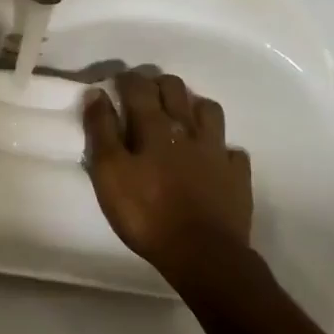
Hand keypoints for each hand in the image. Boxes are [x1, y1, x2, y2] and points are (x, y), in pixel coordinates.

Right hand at [83, 71, 254, 275]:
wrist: (202, 254)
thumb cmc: (146, 214)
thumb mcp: (109, 173)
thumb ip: (101, 131)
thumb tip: (97, 93)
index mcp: (154, 126)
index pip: (139, 87)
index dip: (126, 79)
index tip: (116, 81)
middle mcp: (188, 129)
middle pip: (175, 89)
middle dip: (158, 84)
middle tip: (144, 94)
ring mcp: (217, 151)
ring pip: (209, 110)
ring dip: (192, 106)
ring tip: (181, 117)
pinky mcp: (237, 175)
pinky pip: (232, 151)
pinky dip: (221, 148)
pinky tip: (214, 157)